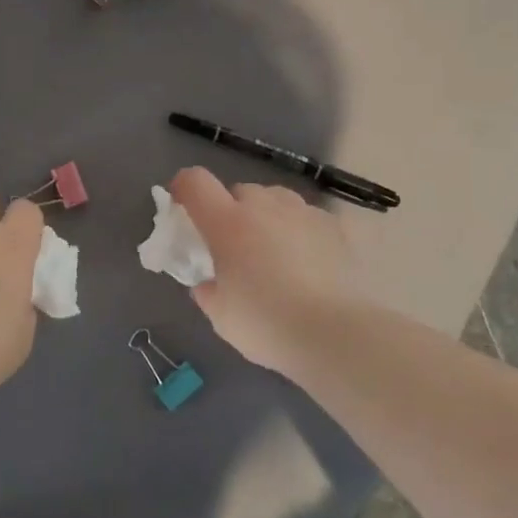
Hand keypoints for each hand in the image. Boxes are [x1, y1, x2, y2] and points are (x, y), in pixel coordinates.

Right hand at [169, 166, 360, 375]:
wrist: (335, 335)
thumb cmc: (266, 324)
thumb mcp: (220, 315)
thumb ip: (207, 290)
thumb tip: (207, 281)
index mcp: (227, 223)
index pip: (195, 182)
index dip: (183, 189)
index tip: (182, 207)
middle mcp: (264, 207)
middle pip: (239, 191)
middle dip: (231, 211)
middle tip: (234, 246)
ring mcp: (303, 213)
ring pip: (276, 199)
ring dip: (267, 216)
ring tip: (274, 250)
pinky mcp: (335, 227)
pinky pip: (308, 217)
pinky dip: (300, 230)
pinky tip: (307, 260)